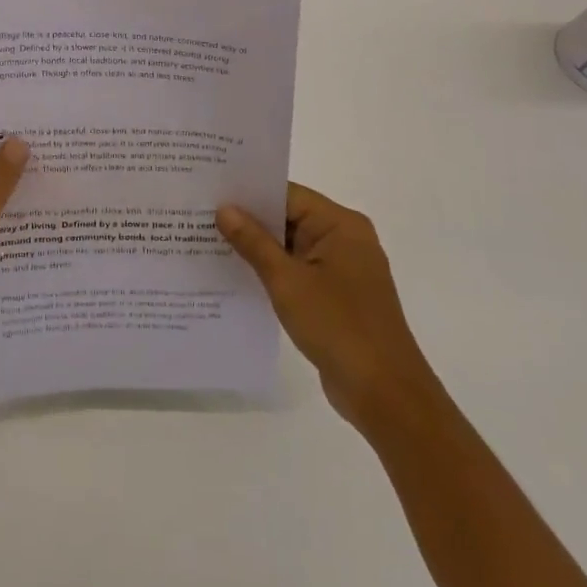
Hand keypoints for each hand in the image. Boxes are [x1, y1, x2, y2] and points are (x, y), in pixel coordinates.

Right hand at [216, 184, 428, 432]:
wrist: (385, 394)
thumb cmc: (338, 326)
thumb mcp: (287, 281)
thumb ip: (254, 242)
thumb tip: (225, 209)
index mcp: (341, 225)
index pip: (288, 195)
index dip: (249, 194)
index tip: (211, 192)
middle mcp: (346, 239)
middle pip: (290, 218)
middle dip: (249, 221)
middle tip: (202, 217)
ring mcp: (344, 269)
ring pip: (292, 247)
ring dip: (259, 249)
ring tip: (210, 243)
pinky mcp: (338, 296)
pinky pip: (299, 271)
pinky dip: (274, 272)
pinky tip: (238, 276)